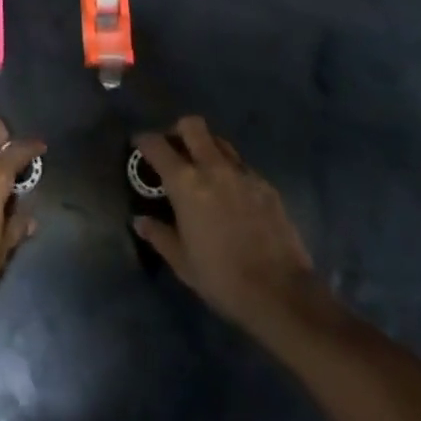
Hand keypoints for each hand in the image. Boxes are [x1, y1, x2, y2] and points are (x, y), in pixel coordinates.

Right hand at [132, 117, 323, 334]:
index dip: (143, 141)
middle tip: (174, 150)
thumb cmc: (222, 278)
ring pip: (219, 141)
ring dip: (206, 147)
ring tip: (203, 169)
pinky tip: (232, 194)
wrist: (282, 294)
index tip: (138, 145)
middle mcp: (213, 167)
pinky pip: (242, 165)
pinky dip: (230, 170)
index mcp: (186, 183)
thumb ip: (159, 235)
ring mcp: (243, 173)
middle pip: (192, 126)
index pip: (157, 145)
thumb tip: (140, 221)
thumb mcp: (182, 263)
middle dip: (178, 131)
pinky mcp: (266, 186)